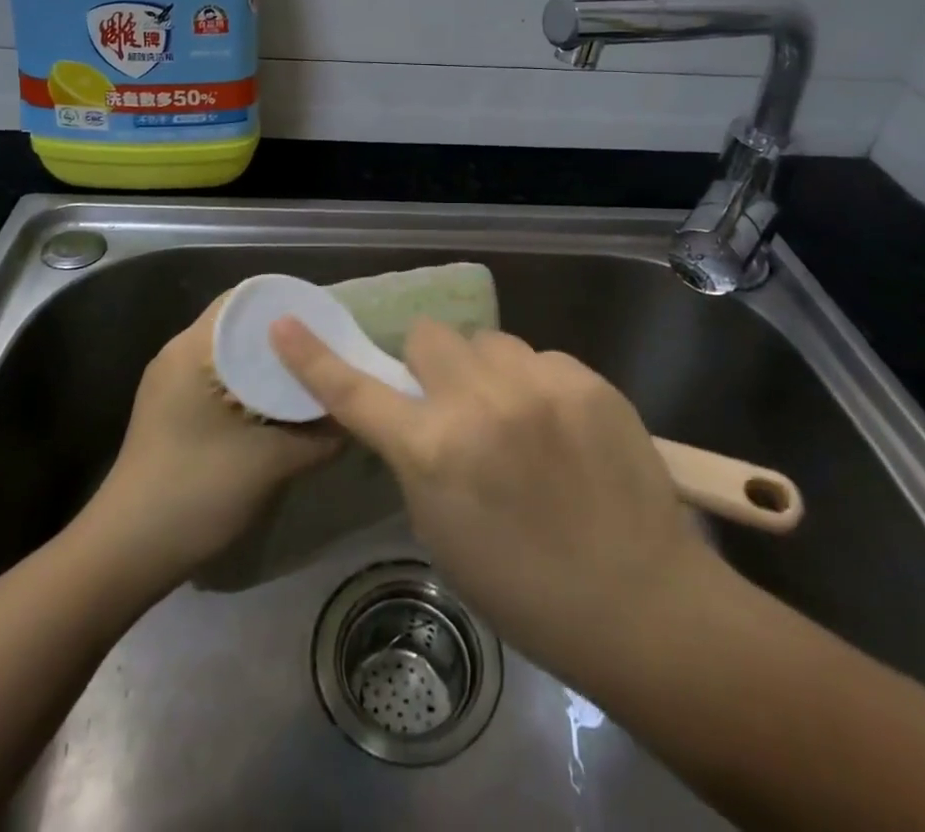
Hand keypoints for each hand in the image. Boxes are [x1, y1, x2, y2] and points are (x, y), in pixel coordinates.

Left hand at [95, 296, 338, 584]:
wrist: (124, 557)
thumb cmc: (195, 493)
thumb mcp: (271, 463)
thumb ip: (321, 435)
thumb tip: (355, 415)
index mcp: (194, 348)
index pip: (248, 299)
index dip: (291, 306)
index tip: (329, 322)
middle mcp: (179, 354)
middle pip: (242, 326)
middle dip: (287, 338)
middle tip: (330, 352)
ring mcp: (172, 384)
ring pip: (233, 355)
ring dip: (270, 365)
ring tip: (314, 377)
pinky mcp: (173, 410)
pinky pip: (221, 379)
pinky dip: (253, 386)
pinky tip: (282, 408)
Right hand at [270, 315, 724, 685]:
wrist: (639, 600)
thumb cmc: (525, 588)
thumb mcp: (443, 531)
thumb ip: (419, 460)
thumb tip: (417, 415)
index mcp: (434, 452)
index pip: (355, 392)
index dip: (313, 357)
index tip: (284, 323)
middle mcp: (480, 402)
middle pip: (431, 336)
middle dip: (432, 365)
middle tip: (455, 403)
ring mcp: (538, 383)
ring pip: (489, 342)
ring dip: (488, 372)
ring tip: (517, 418)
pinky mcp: (586, 378)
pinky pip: (541, 358)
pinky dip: (537, 385)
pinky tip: (562, 427)